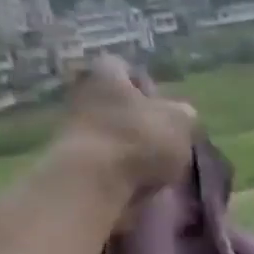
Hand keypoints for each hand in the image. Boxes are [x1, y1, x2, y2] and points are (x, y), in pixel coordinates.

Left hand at [60, 57, 196, 194]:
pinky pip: (102, 163)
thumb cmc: (140, 139)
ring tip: (156, 169)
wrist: (93, 183)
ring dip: (129, 148)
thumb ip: (184, 114)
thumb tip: (182, 113)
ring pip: (109, 134)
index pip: (122, 68)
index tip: (162, 106)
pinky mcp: (70, 165)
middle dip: (137, 120)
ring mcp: (72, 131)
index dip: (144, 85)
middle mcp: (83, 96)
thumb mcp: (180, 122)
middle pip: (115, 103)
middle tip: (163, 140)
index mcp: (106, 75)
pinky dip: (119, 172)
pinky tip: (138, 185)